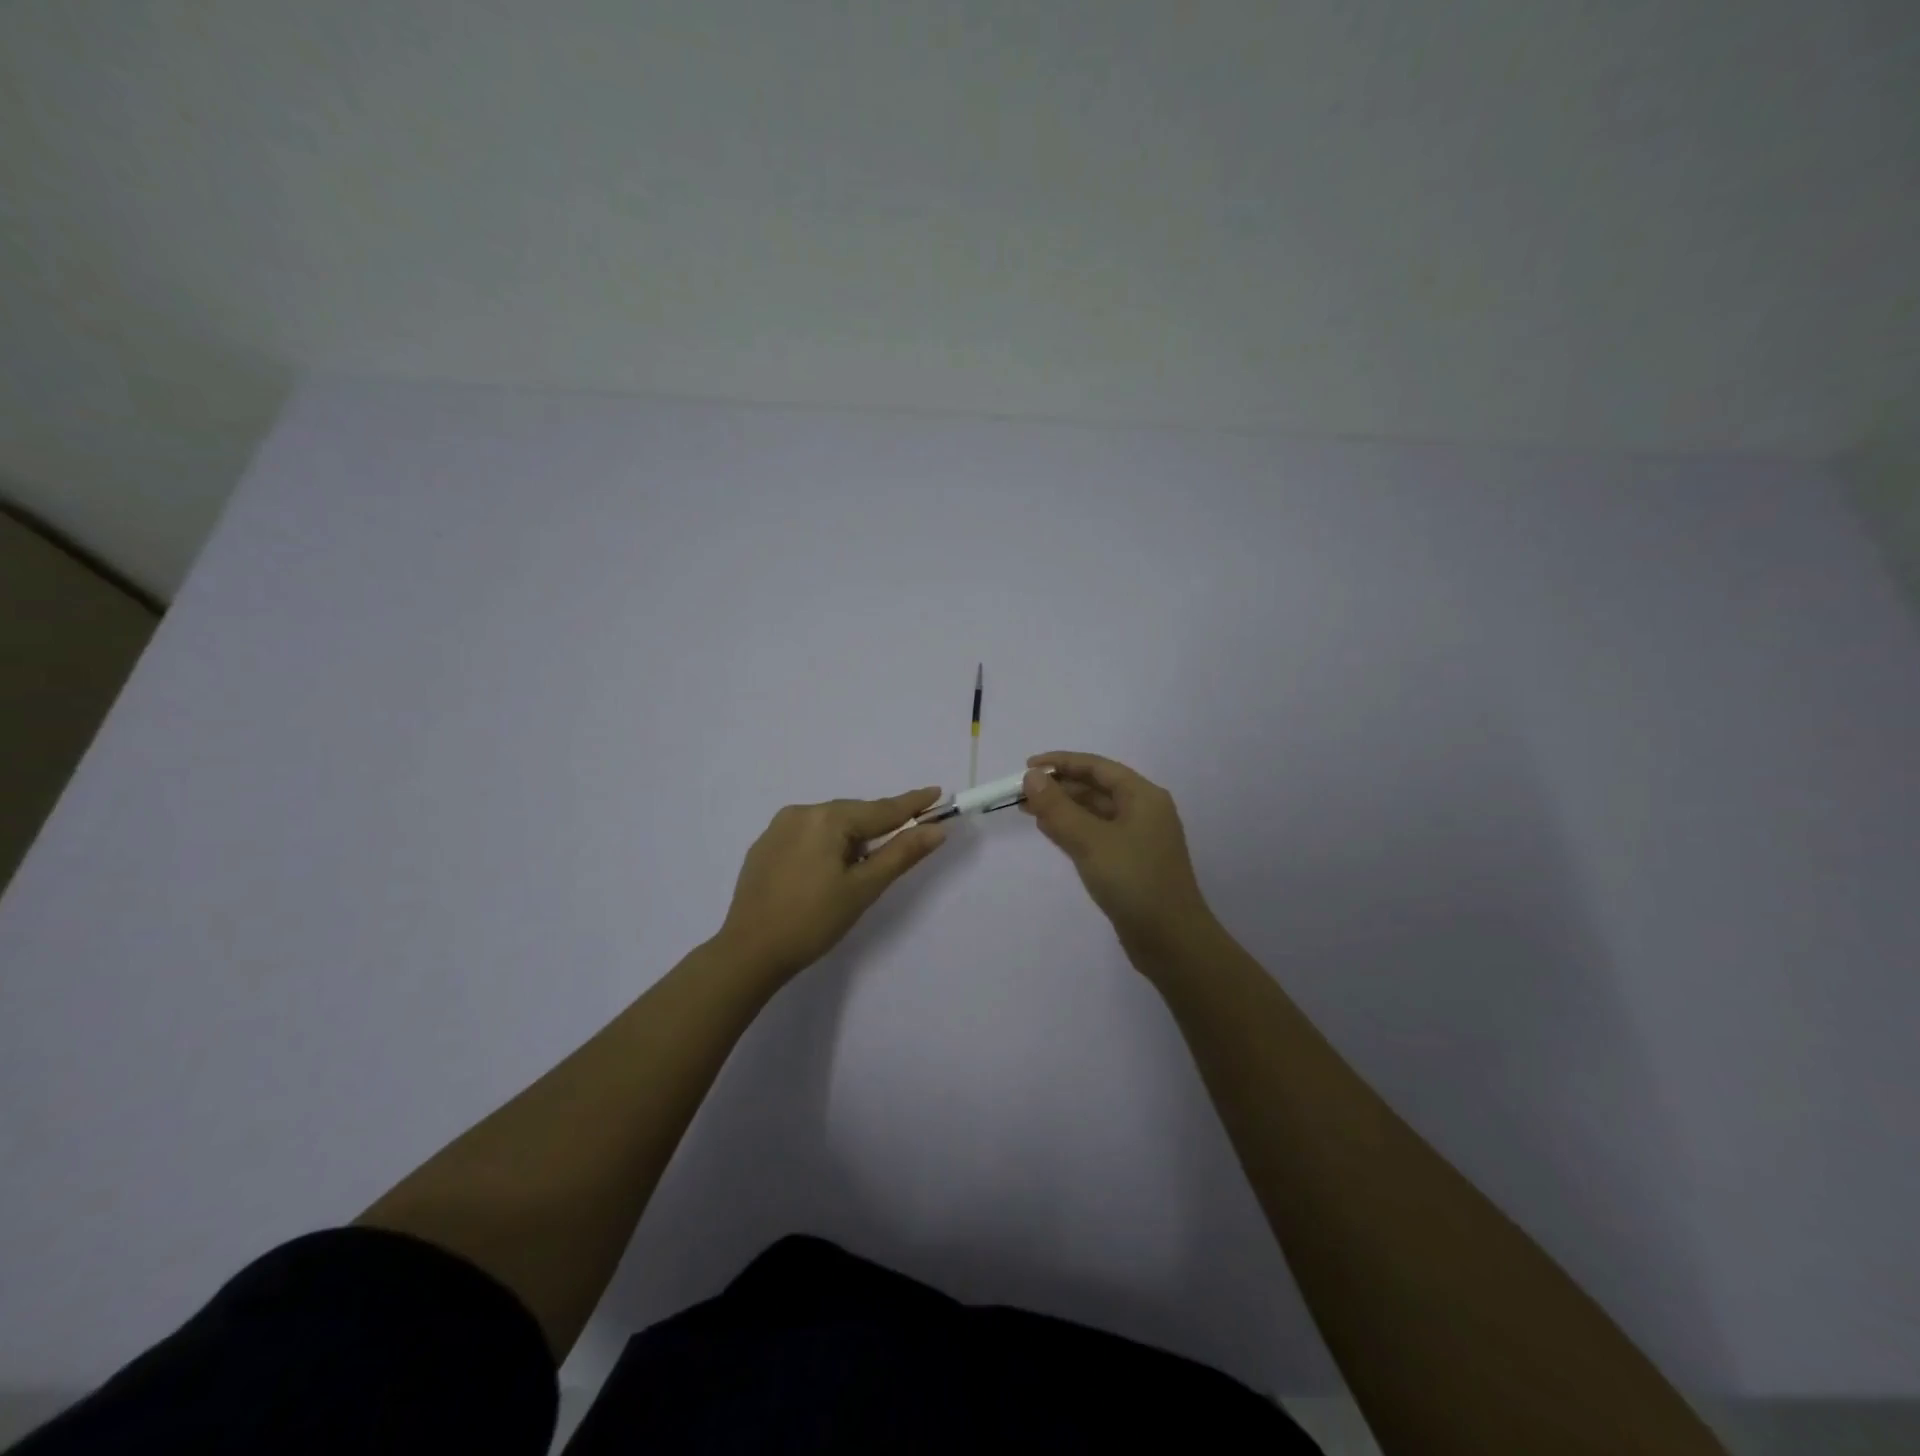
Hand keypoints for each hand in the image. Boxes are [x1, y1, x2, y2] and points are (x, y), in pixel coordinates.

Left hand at [716, 787, 948, 978]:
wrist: (749, 952)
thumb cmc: (813, 921)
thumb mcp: (863, 888)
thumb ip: (901, 854)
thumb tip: (936, 829)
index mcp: (827, 819)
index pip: (881, 809)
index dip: (912, 803)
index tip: (937, 791)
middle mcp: (800, 812)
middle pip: (854, 814)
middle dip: (880, 825)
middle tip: (905, 838)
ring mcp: (777, 828)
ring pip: (829, 824)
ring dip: (851, 837)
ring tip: (862, 867)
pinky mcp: (764, 846)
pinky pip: (807, 835)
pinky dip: (826, 844)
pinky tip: (827, 870)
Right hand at [1020, 752, 1215, 964]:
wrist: (1171, 941)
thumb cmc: (1134, 882)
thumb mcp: (1091, 841)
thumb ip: (1058, 807)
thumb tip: (1032, 777)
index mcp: (1143, 796)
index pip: (1097, 767)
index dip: (1061, 763)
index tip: (1026, 767)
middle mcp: (1143, 811)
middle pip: (1096, 787)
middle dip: (1059, 787)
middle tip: (1021, 794)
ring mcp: (1138, 838)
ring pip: (1095, 812)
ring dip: (1063, 809)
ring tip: (1028, 811)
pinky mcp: (1131, 863)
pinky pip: (1097, 835)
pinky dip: (1073, 829)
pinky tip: (1051, 832)